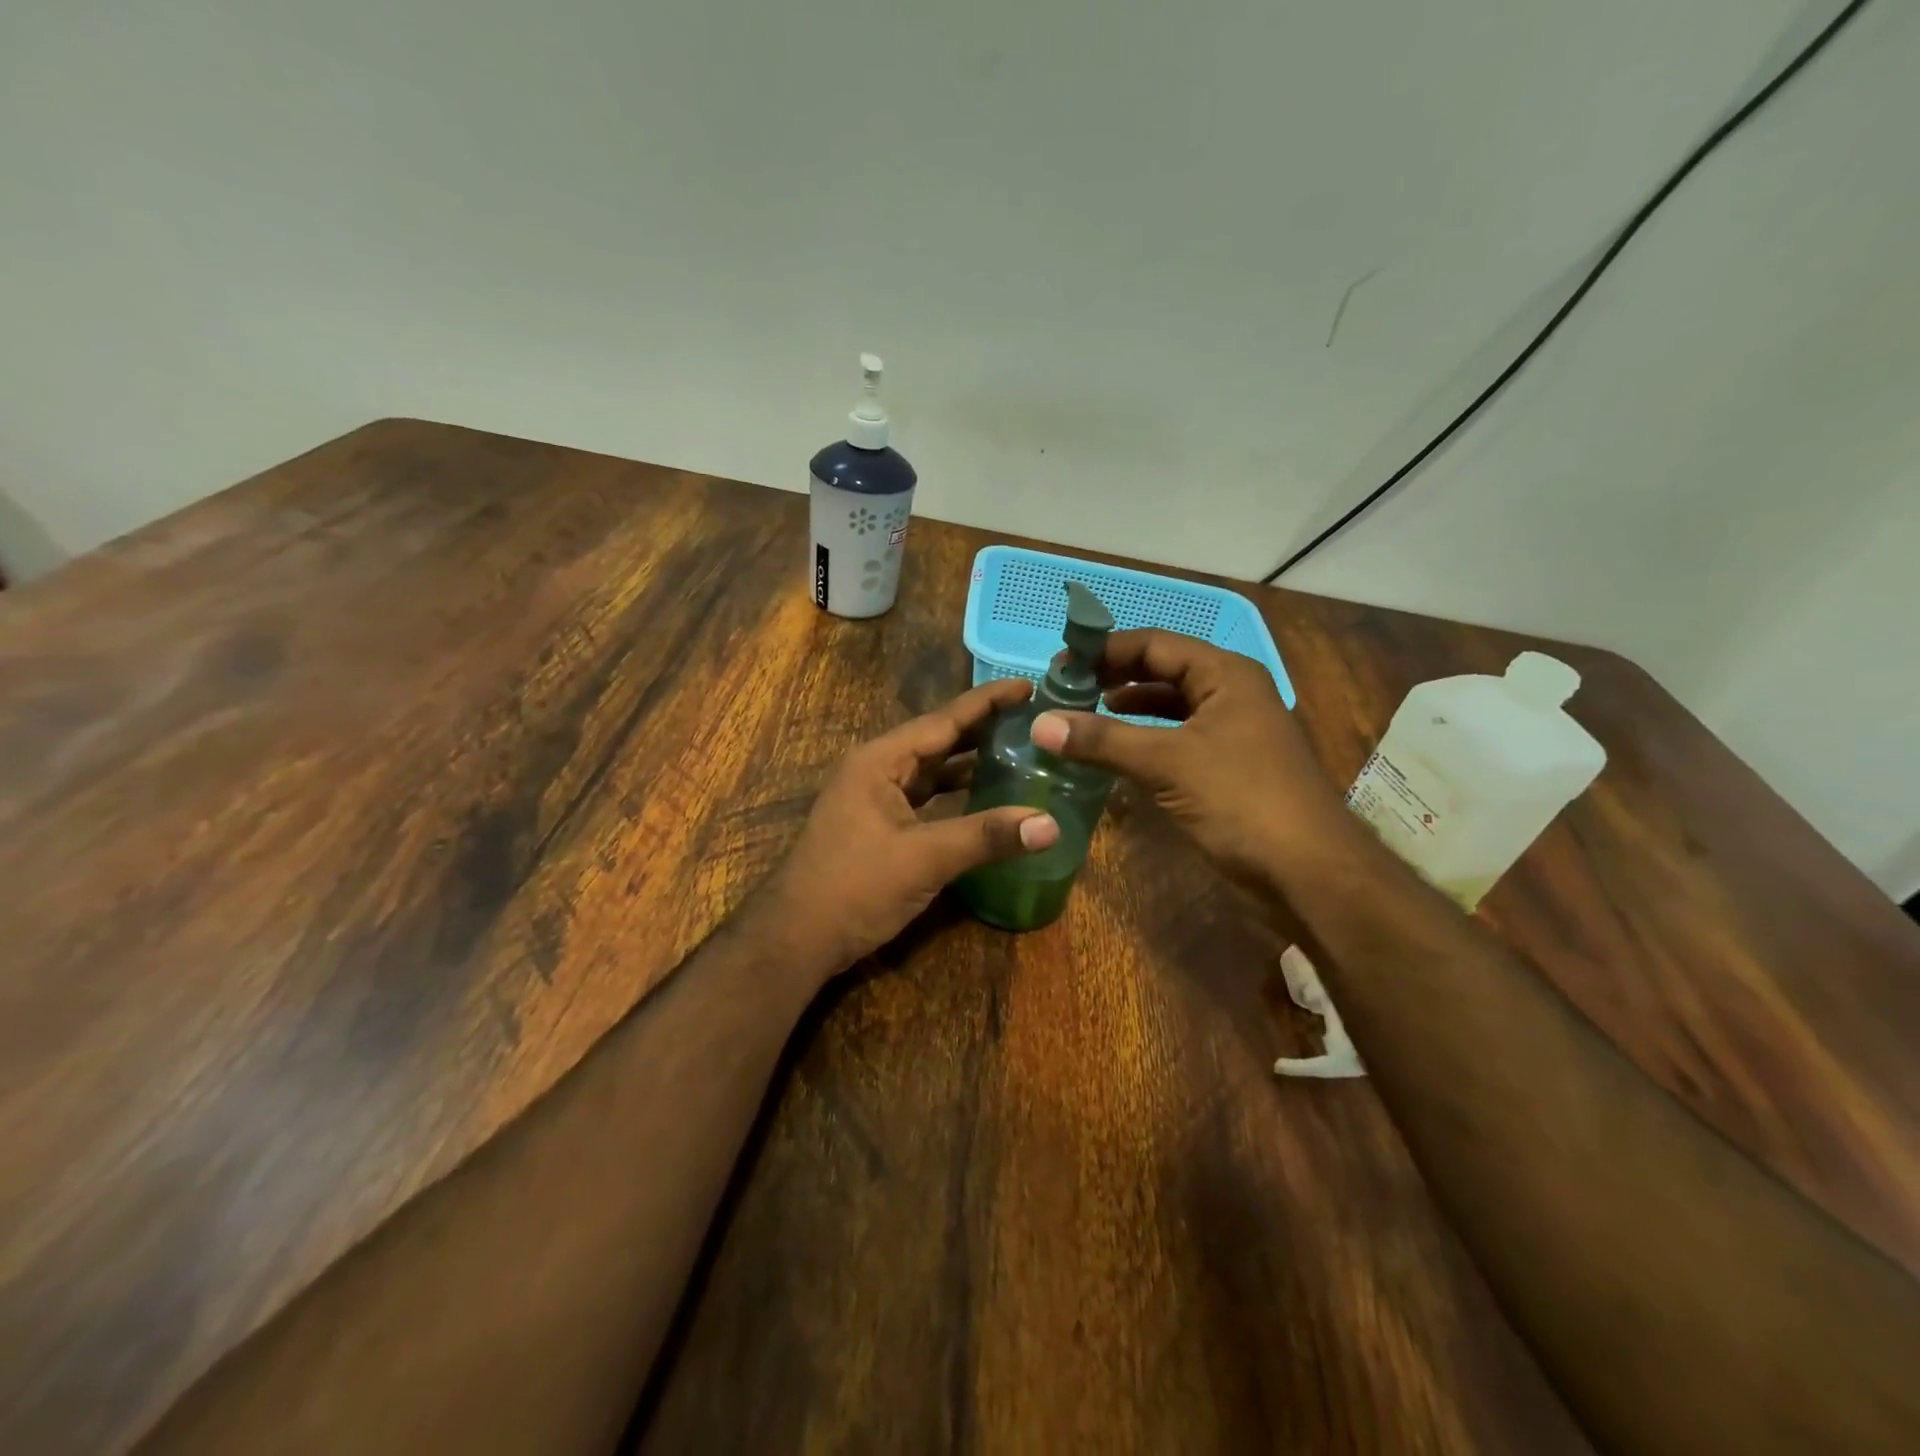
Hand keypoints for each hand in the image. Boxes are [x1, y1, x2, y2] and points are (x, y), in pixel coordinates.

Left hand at [761, 678, 1059, 973]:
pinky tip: (986, 798)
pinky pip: (925, 798)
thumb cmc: (854, 887)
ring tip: (1020, 752)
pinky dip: (956, 795)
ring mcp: (875, 798)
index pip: (943, 720)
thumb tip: (1050, 825)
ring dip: (971, 763)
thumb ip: (986, 836)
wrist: (797, 938)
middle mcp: (876, 769)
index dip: (988, 702)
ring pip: (932, 771)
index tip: (1029, 685)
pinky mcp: (879, 826)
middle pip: (939, 740)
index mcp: (880, 760)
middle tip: (1034, 719)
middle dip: (984, 729)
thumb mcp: (924, 858)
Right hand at [1028, 629, 1360, 890]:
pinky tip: (1118, 752)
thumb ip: (1102, 740)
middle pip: (1163, 671)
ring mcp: (1233, 731)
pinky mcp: (1230, 766)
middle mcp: (1232, 693)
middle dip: (1114, 677)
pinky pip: (1178, 739)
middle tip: (1067, 689)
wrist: (1309, 872)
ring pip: (1171, 707)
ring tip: (1084, 715)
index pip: (1154, 644)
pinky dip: (1146, 739)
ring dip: (1129, 709)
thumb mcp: (1167, 763)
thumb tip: (1041, 723)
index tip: (1060, 664)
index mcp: (1225, 675)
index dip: (1105, 650)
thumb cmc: (1241, 800)